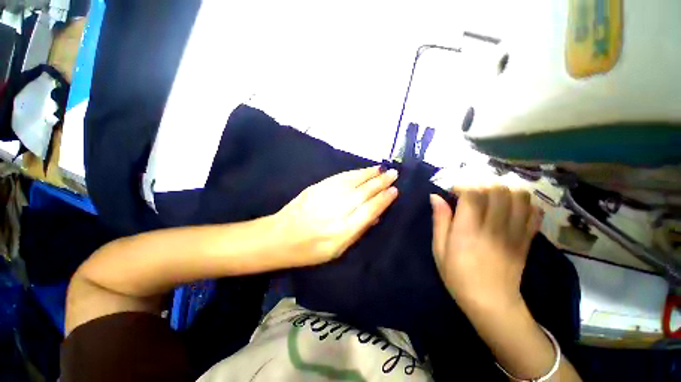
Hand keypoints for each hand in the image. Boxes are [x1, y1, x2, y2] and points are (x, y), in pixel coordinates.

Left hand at [274, 166, 398, 266]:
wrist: (280, 236)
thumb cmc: (310, 250)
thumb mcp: (337, 251)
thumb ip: (358, 232)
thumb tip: (375, 215)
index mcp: (342, 231)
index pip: (369, 211)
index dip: (383, 200)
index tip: (394, 191)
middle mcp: (337, 211)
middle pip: (363, 193)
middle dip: (381, 183)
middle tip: (394, 174)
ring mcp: (326, 196)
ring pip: (353, 182)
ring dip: (370, 174)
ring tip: (383, 169)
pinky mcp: (318, 187)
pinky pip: (340, 177)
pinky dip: (355, 172)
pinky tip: (364, 170)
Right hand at [430, 186, 542, 312]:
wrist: (492, 303)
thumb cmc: (458, 275)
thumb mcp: (439, 249)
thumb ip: (439, 220)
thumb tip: (435, 197)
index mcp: (468, 230)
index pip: (473, 194)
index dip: (463, 186)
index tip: (454, 191)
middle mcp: (494, 227)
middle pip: (498, 190)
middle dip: (483, 184)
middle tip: (472, 192)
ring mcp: (515, 233)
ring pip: (519, 196)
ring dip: (504, 190)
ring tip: (491, 196)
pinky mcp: (527, 239)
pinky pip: (533, 212)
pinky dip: (524, 203)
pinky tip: (511, 207)